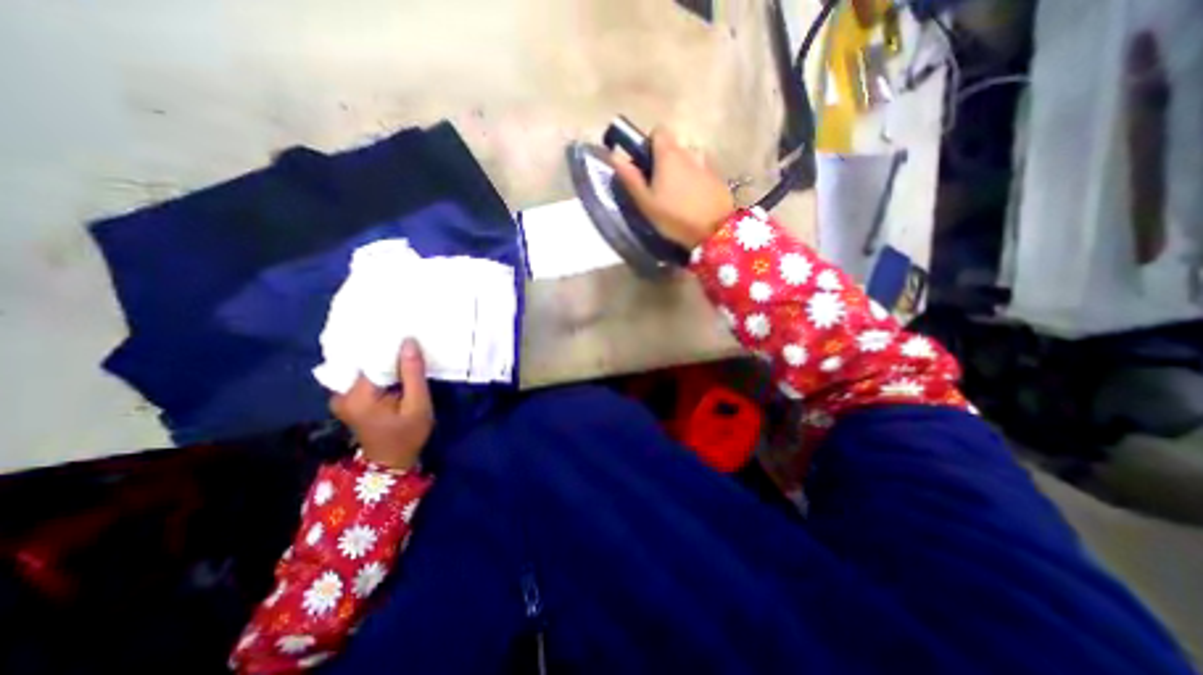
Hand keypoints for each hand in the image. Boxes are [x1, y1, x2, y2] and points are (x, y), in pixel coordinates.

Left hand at [329, 339, 434, 469]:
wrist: (391, 463)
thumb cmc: (408, 435)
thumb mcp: (418, 405)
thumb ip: (412, 374)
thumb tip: (408, 341)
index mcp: (357, 395)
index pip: (370, 358)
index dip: (388, 343)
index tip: (404, 328)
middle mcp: (340, 393)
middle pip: (362, 360)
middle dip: (384, 348)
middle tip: (405, 333)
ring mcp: (341, 396)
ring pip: (361, 366)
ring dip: (381, 357)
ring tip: (401, 344)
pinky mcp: (347, 398)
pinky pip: (361, 375)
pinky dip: (376, 367)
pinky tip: (392, 362)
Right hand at [611, 126, 732, 246]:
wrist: (714, 231)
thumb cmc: (674, 216)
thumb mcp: (646, 202)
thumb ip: (630, 178)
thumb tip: (614, 156)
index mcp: (669, 154)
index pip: (658, 130)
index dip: (649, 144)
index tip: (645, 164)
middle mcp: (689, 151)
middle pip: (673, 146)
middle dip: (665, 159)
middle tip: (659, 185)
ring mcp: (706, 162)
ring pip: (688, 158)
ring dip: (681, 169)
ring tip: (678, 194)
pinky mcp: (718, 176)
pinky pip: (702, 170)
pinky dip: (695, 178)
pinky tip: (693, 199)